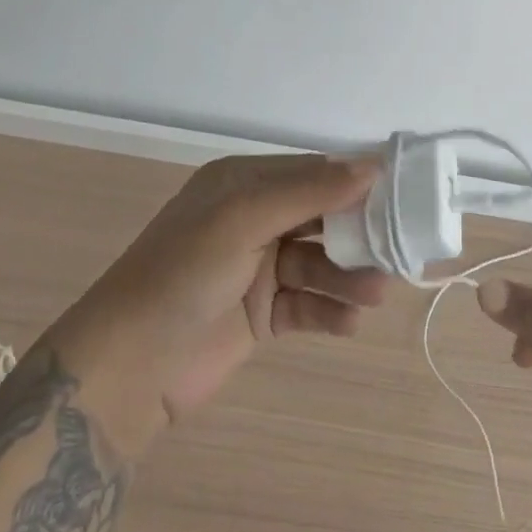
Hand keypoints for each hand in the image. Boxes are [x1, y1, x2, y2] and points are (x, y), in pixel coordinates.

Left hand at [46, 154, 387, 458]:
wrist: (129, 366)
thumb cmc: (185, 273)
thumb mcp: (243, 218)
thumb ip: (308, 192)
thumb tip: (371, 165)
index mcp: (243, 183)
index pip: (312, 172)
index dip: (354, 181)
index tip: (401, 193)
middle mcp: (253, 219)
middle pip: (322, 217)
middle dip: (359, 233)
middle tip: (399, 249)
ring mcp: (257, 268)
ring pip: (319, 263)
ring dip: (349, 277)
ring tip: (375, 294)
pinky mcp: (260, 314)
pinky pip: (307, 305)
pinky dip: (330, 312)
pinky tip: (349, 323)